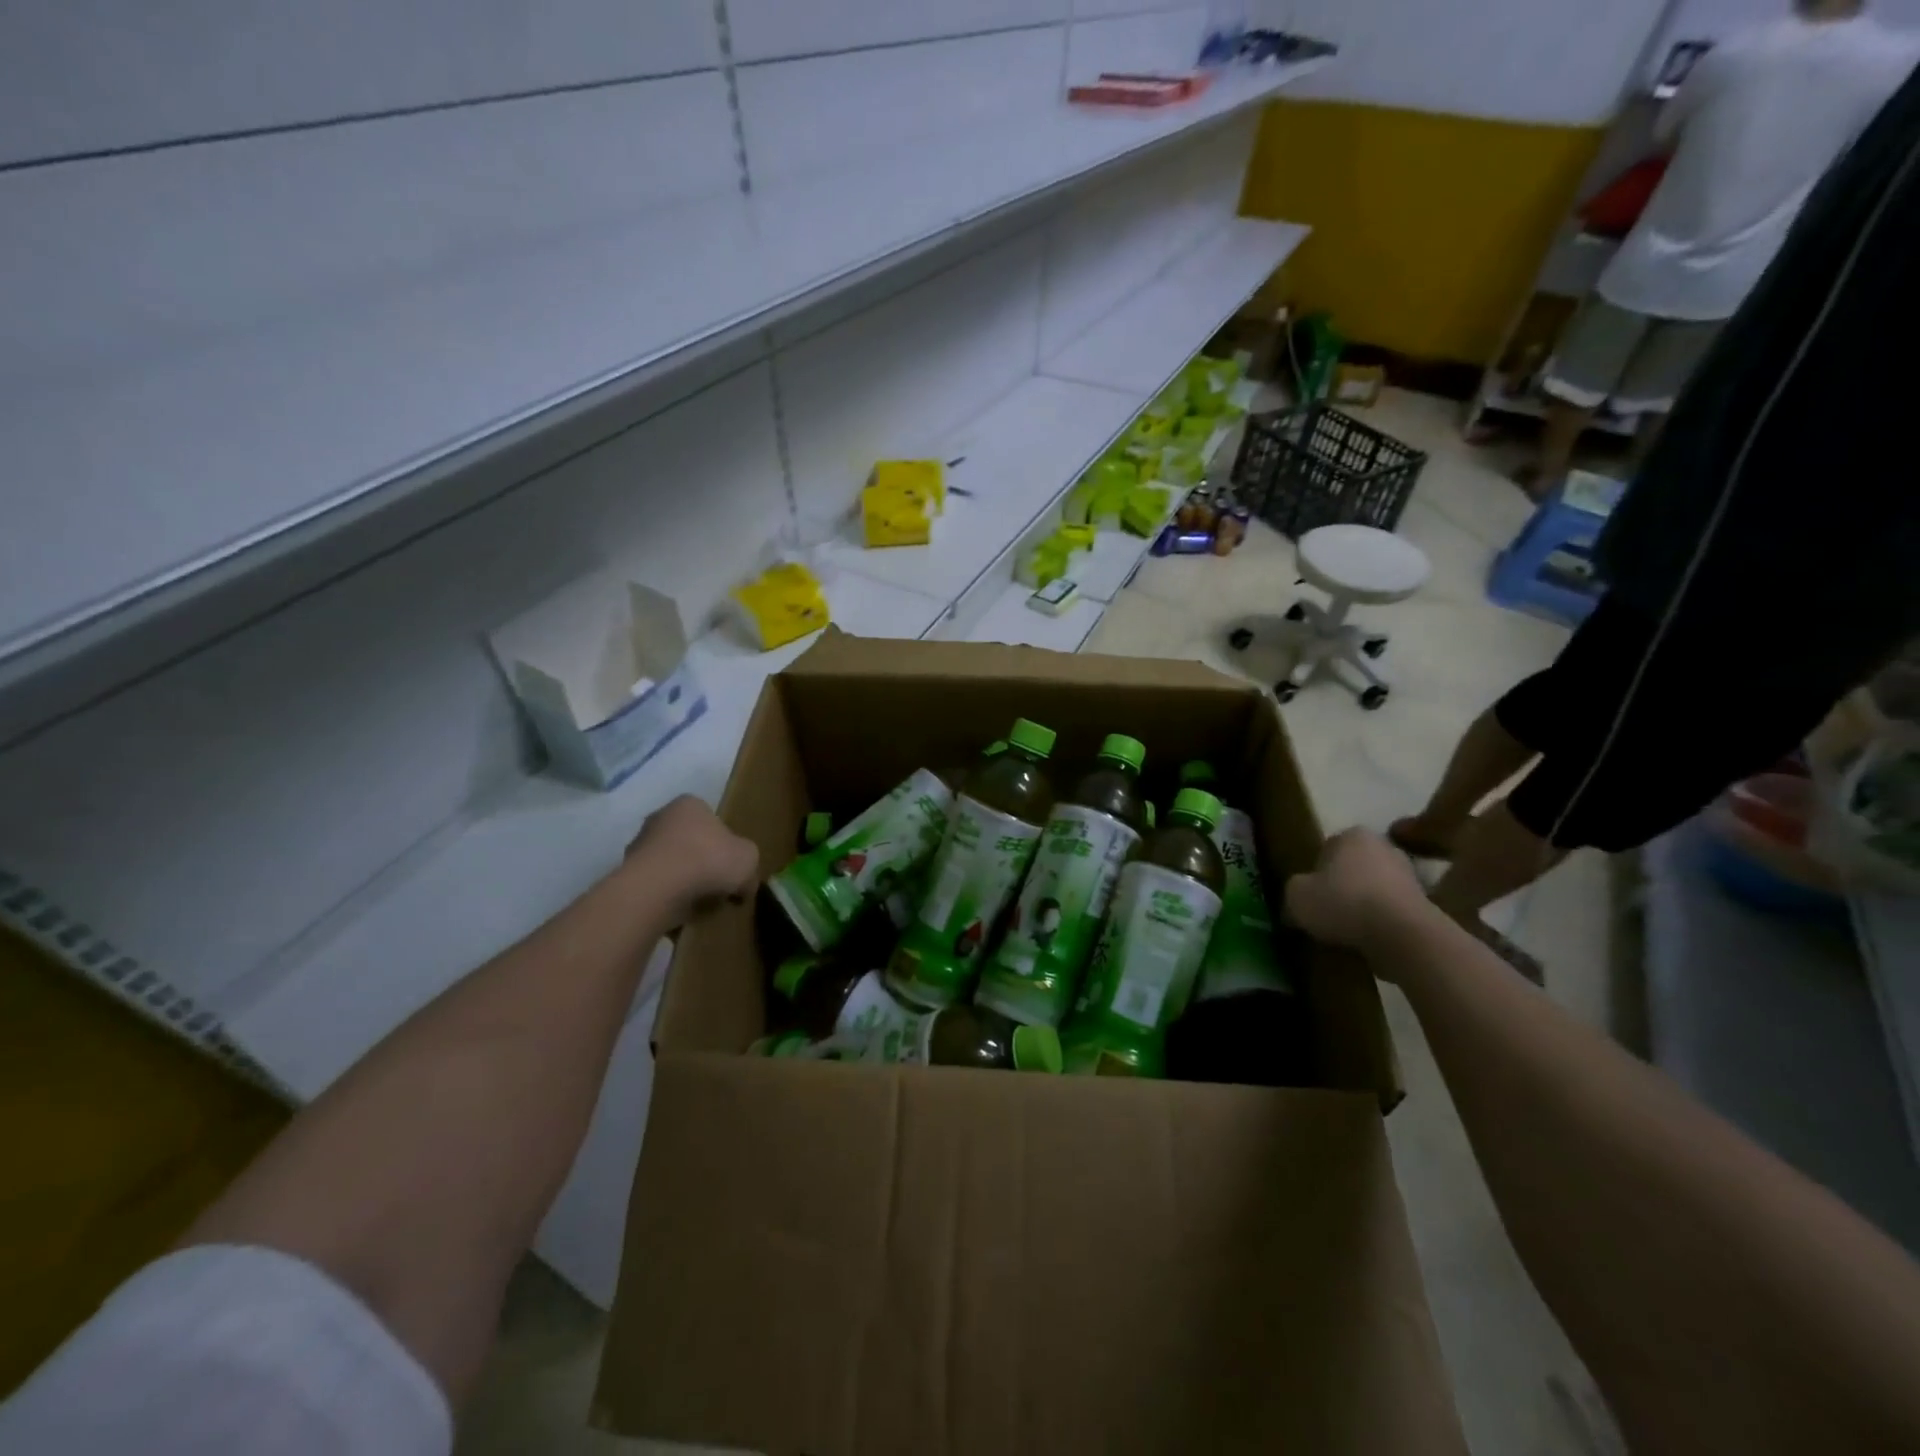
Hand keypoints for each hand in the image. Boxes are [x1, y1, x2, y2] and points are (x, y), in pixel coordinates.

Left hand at [623, 795, 758, 926]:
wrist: (657, 888)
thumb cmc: (708, 860)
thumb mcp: (748, 859)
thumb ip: (749, 866)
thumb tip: (745, 884)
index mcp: (690, 804)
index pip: (712, 820)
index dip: (725, 844)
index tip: (731, 866)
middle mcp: (660, 817)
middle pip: (689, 841)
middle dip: (702, 861)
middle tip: (717, 885)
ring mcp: (639, 844)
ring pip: (670, 863)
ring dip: (682, 880)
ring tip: (698, 903)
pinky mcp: (626, 872)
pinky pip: (655, 884)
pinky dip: (666, 895)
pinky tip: (678, 910)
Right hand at [1285, 827, 1430, 959]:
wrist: (1402, 935)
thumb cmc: (1343, 903)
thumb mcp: (1296, 896)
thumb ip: (1294, 891)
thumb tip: (1298, 900)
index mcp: (1352, 835)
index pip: (1326, 849)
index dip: (1314, 873)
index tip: (1309, 896)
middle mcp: (1384, 847)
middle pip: (1353, 868)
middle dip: (1341, 887)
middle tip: (1325, 913)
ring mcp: (1410, 875)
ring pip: (1373, 890)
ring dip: (1362, 906)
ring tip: (1346, 932)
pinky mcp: (1426, 905)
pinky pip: (1391, 912)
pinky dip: (1380, 923)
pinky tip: (1368, 941)